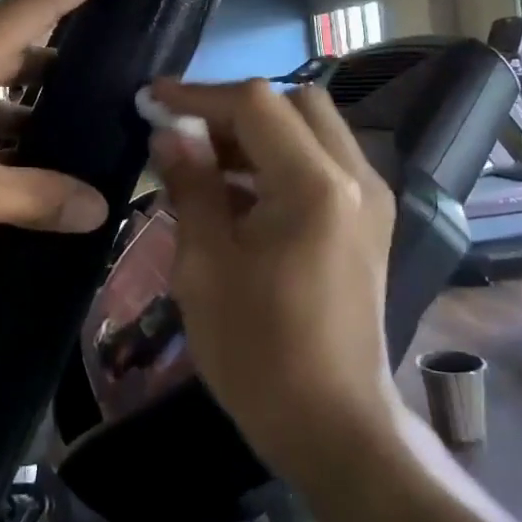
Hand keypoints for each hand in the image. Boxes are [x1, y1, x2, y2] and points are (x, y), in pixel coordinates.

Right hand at [147, 78, 401, 472]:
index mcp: (315, 186)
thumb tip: (168, 134)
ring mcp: (370, 201)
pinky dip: (279, 161)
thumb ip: (190, 186)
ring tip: (204, 164)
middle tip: (185, 135)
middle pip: (294, 104)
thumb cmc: (257, 352)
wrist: (333, 426)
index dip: (198, 95)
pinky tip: (238, 195)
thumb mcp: (204, 265)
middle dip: (234, 110)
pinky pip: (322, 164)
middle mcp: (355, 179)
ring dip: (257, 134)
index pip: (255, 104)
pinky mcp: (369, 224)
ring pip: (312, 130)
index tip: (152, 100)